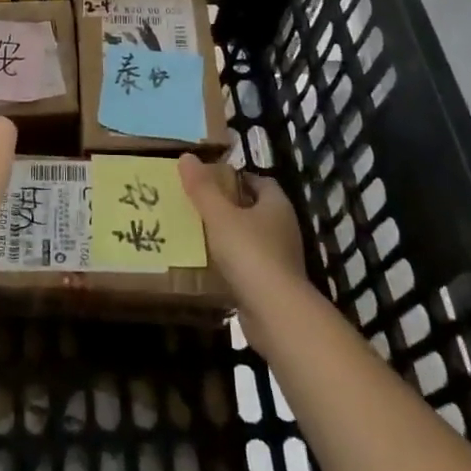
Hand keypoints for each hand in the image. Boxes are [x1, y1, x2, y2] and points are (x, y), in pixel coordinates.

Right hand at [179, 155, 306, 340]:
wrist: (276, 313)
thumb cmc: (250, 254)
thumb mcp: (219, 216)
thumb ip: (202, 188)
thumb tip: (186, 157)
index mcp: (277, 205)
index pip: (259, 181)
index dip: (236, 177)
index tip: (209, 179)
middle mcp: (283, 228)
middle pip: (254, 209)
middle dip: (228, 206)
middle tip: (197, 204)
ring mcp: (281, 259)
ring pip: (251, 238)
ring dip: (229, 236)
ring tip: (197, 233)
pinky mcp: (273, 285)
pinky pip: (248, 265)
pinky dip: (232, 263)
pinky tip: (208, 265)